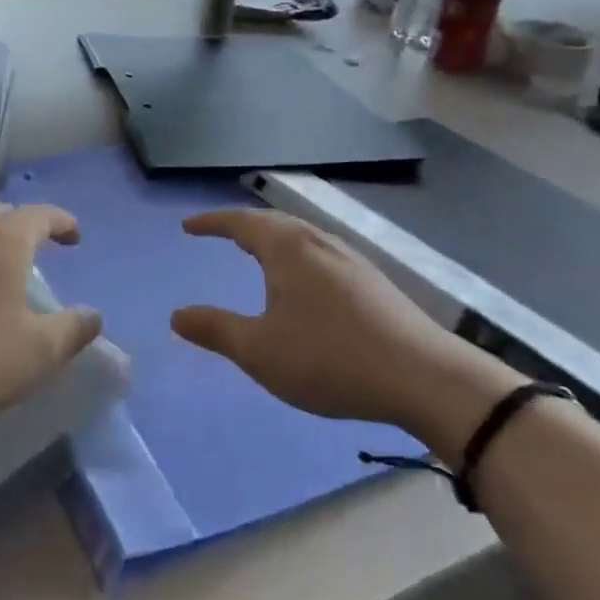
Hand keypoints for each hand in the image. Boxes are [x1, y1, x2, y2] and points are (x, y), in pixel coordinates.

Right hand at [171, 211, 520, 460]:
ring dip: (272, 239)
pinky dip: (297, 255)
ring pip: (301, 236)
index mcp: (287, 248)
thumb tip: (176, 315)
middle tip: (220, 233)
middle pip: (273, 221)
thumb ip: (215, 329)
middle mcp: (318, 241)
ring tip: (258, 253)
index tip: (188, 226)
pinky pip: (321, 253)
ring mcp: (351, 258)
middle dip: (242, 225)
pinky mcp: (373, 281)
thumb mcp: (260, 350)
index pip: (240, 222)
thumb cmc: (329, 358)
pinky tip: (304, 283)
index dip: (211, 222)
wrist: (423, 377)